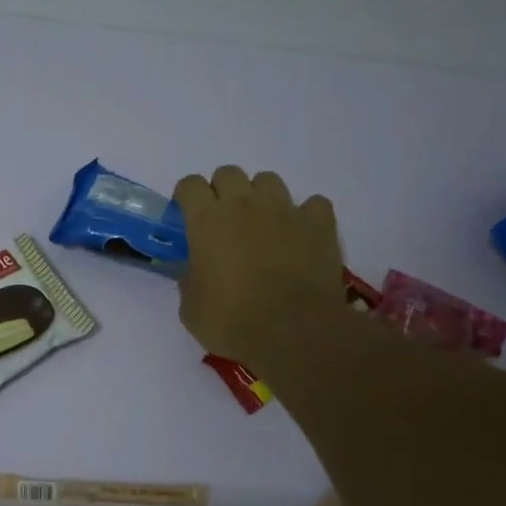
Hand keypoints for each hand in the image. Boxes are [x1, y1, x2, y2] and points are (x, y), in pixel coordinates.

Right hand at [173, 166, 351, 372]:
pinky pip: (312, 204)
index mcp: (206, 220)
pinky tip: (301, 236)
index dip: (187, 198)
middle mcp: (244, 204)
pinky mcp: (318, 223)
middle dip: (222, 192)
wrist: (294, 332)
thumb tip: (193, 272)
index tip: (188, 218)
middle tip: (224, 223)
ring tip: (263, 226)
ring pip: (268, 180)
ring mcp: (284, 210)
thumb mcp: (191, 308)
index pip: (190, 184)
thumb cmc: (233, 321)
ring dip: (261, 198)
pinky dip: (305, 216)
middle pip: (228, 173)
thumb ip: (188, 280)